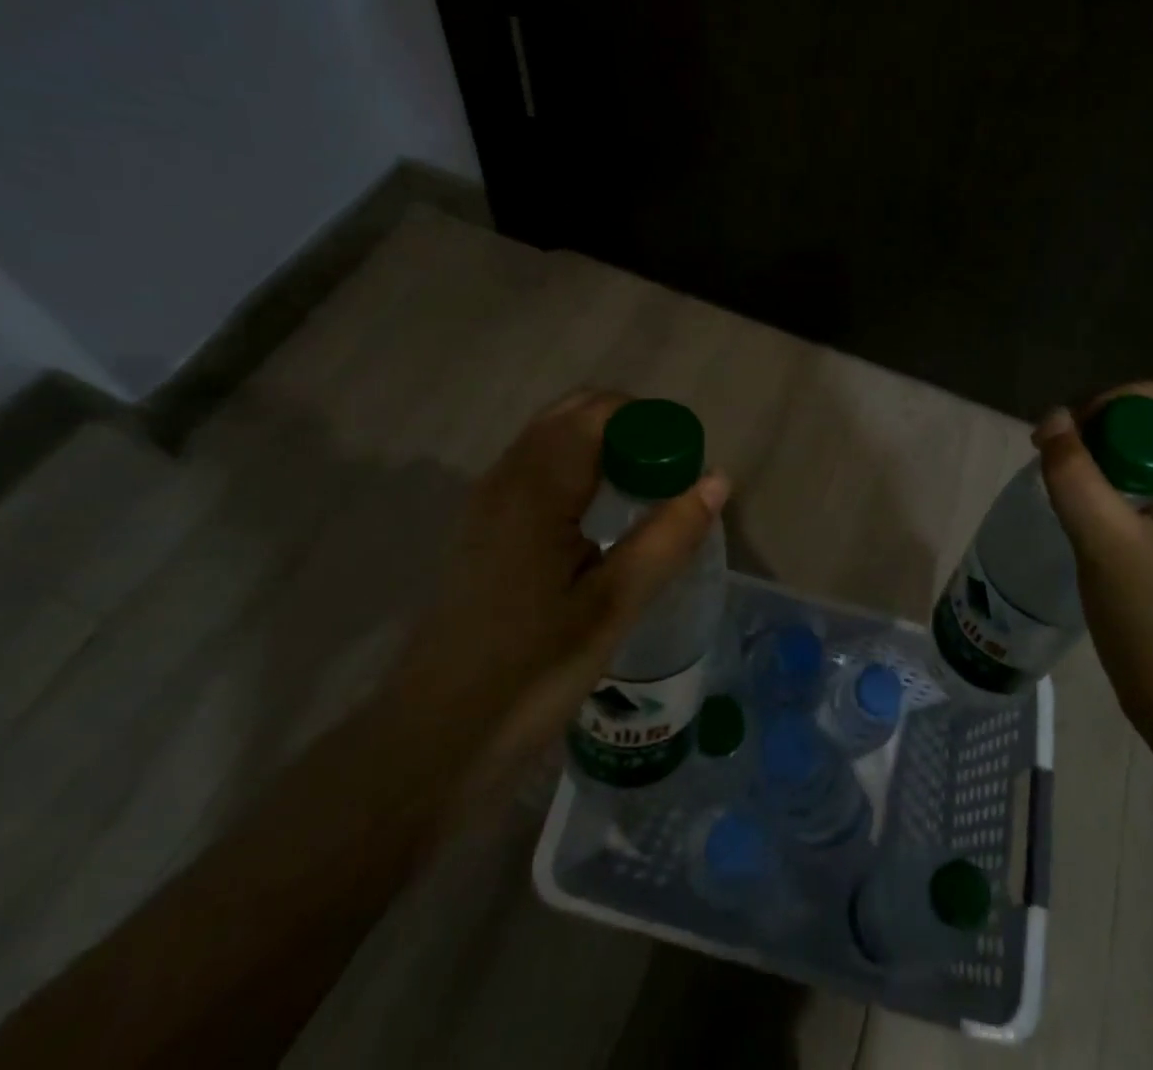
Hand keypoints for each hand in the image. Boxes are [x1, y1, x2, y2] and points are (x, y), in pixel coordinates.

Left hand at [384, 389, 730, 780]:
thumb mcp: (612, 606)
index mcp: (536, 487)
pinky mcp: (482, 528)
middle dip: (629, 430)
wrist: (434, 740)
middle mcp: (506, 477)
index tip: (685, 465)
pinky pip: (537, 469)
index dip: (651, 423)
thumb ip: (668, 536)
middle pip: (574, 415)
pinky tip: (600, 520)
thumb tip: (718, 479)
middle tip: (670, 478)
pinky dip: (578, 469)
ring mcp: (487, 501)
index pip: (600, 412)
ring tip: (645, 495)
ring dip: (603, 448)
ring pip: (553, 440)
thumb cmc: (530, 673)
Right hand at [1034, 380, 1152, 750]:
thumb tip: (1052, 419)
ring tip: (1069, 487)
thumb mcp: (1106, 546)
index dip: (1116, 402)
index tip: (1068, 434)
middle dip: (1107, 432)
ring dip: (1110, 462)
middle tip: (1059, 460)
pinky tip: (1092, 516)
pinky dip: (1122, 490)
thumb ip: (1076, 476)